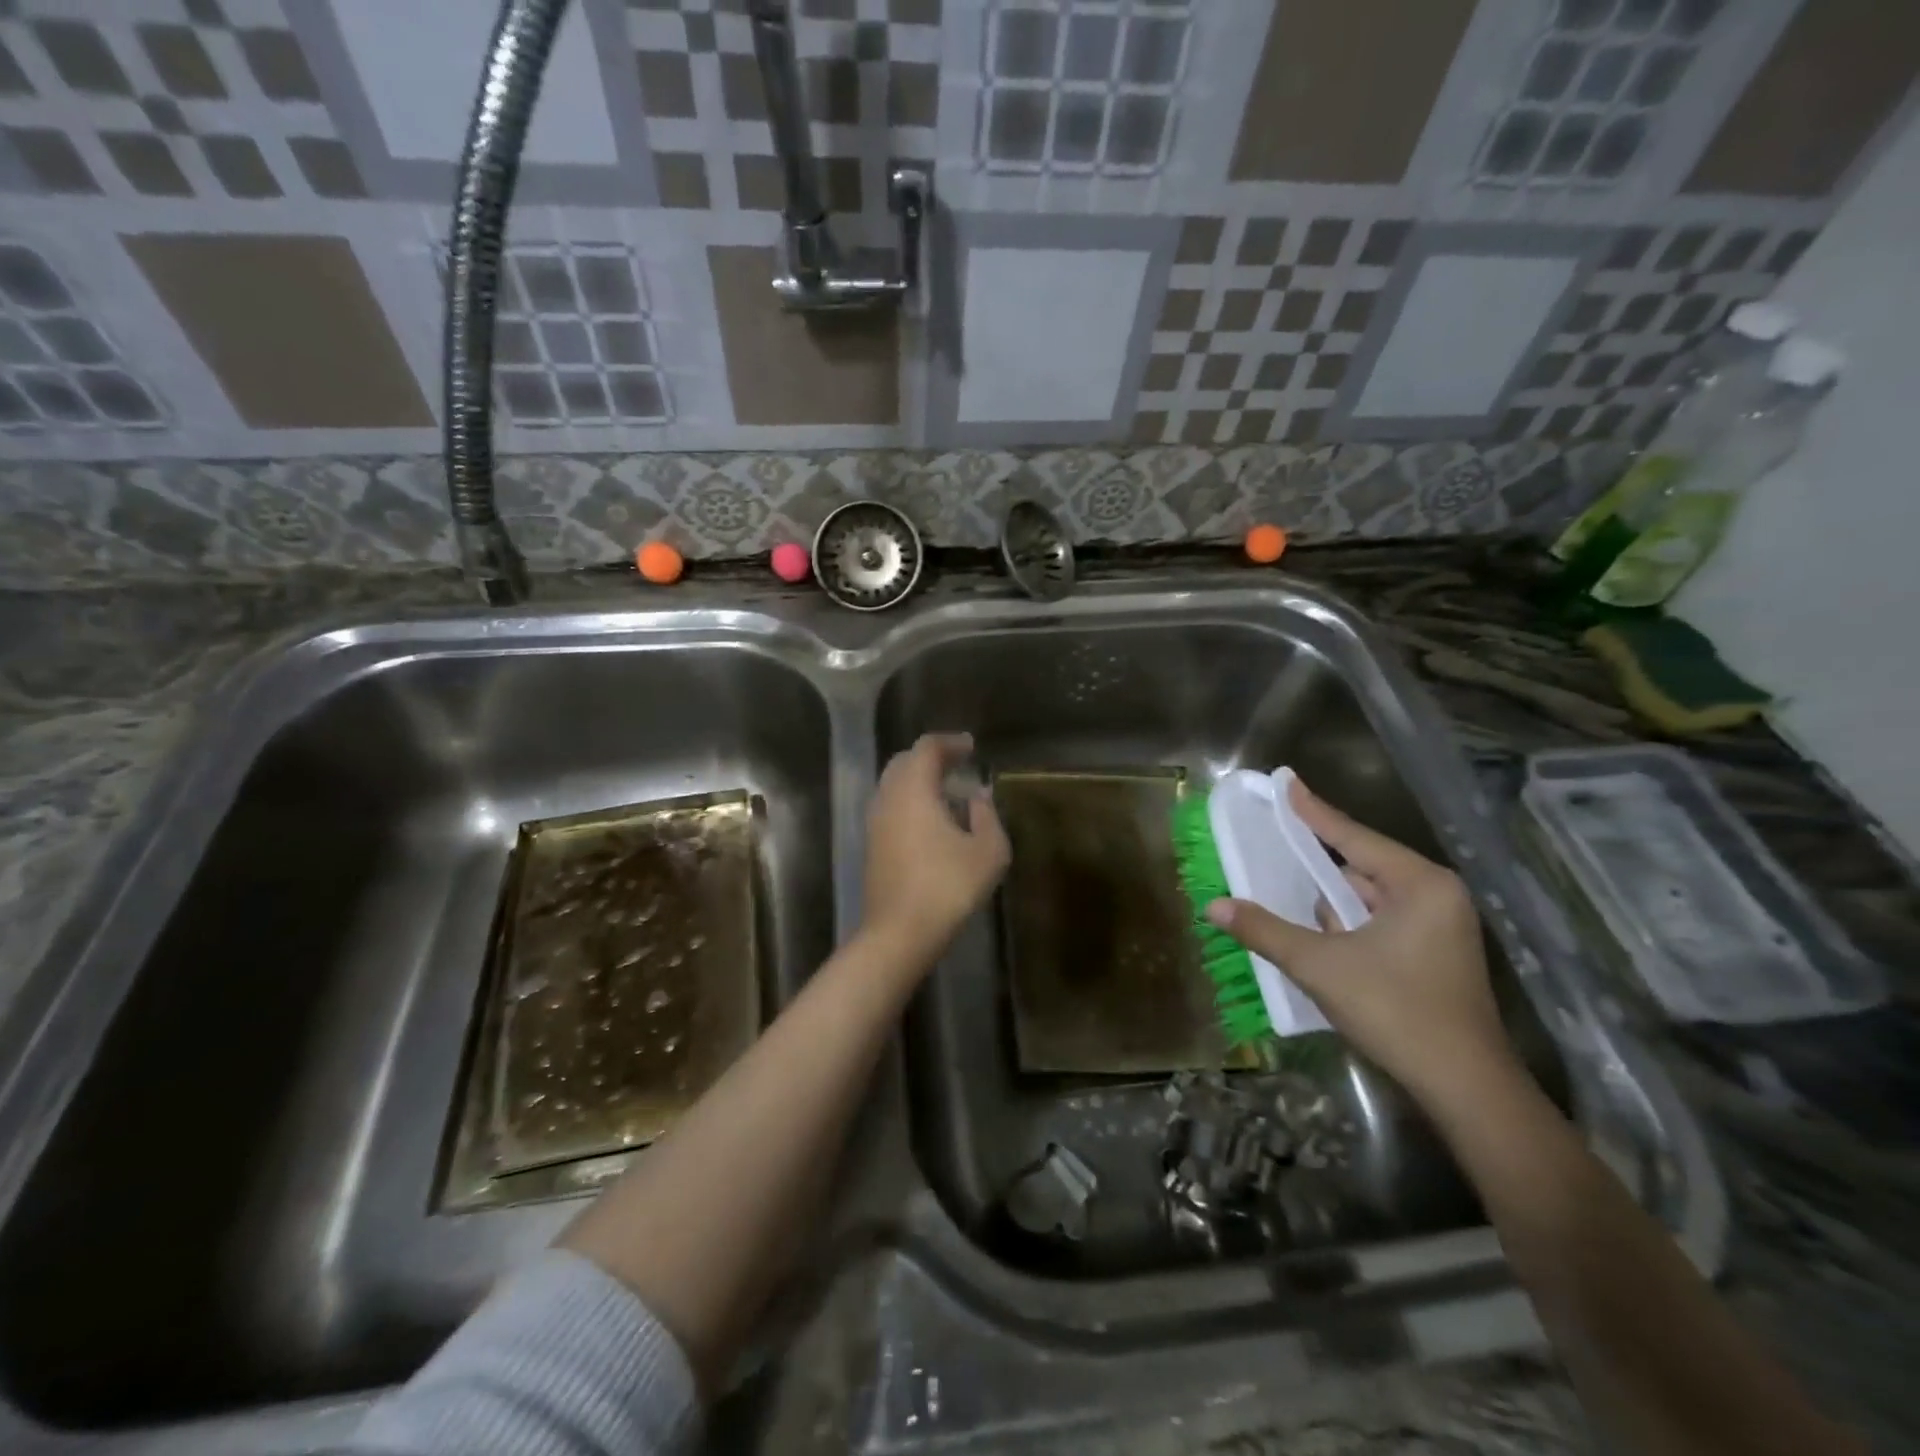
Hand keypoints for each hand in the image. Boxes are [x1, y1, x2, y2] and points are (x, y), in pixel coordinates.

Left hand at [862, 733, 1010, 966]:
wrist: (899, 933)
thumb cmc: (948, 887)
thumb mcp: (988, 851)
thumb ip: (987, 816)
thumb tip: (979, 796)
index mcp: (913, 790)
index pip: (926, 748)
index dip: (950, 743)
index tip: (971, 747)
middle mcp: (888, 798)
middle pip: (904, 762)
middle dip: (931, 758)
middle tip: (958, 765)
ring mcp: (875, 823)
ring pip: (893, 786)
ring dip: (919, 781)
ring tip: (948, 792)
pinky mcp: (871, 846)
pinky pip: (890, 808)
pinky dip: (910, 802)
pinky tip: (931, 822)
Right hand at [1204, 778, 1515, 1107]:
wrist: (1465, 1088)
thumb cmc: (1396, 1012)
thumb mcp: (1320, 966)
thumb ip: (1264, 931)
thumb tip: (1213, 907)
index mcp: (1418, 884)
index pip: (1352, 836)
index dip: (1312, 810)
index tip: (1285, 782)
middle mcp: (1435, 894)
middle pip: (1360, 864)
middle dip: (1316, 860)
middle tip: (1273, 839)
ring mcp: (1440, 925)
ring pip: (1368, 896)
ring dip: (1330, 898)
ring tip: (1287, 886)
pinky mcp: (1436, 952)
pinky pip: (1380, 919)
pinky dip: (1348, 921)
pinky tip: (1319, 930)